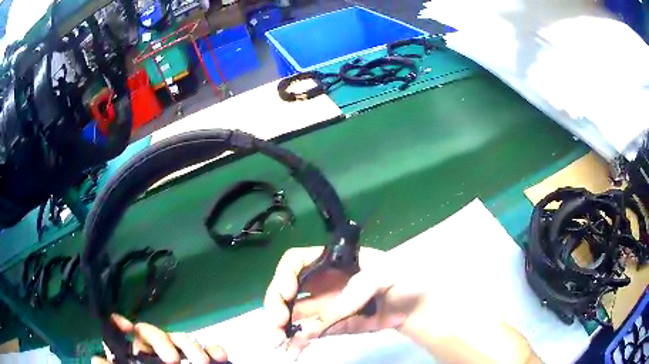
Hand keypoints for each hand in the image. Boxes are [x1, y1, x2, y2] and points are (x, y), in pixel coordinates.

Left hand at [92, 314, 228, 363]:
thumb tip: (95, 359)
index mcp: (137, 359)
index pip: (125, 337)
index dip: (121, 324)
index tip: (126, 327)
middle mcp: (155, 355)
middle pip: (152, 333)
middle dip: (162, 341)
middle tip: (173, 360)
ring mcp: (179, 359)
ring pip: (180, 338)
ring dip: (192, 346)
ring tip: (203, 362)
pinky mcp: (200, 363)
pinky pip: (206, 349)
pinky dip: (213, 349)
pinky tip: (220, 356)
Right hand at [263, 246, 423, 357]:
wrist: (414, 308)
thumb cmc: (404, 280)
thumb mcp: (388, 273)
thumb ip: (360, 286)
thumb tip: (332, 308)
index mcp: (332, 262)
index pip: (297, 261)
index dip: (285, 275)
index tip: (288, 294)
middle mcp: (321, 282)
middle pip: (286, 289)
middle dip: (275, 305)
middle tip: (276, 326)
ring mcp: (324, 306)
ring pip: (292, 314)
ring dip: (279, 327)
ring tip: (277, 342)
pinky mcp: (330, 326)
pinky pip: (307, 332)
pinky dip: (296, 341)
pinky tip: (291, 351)